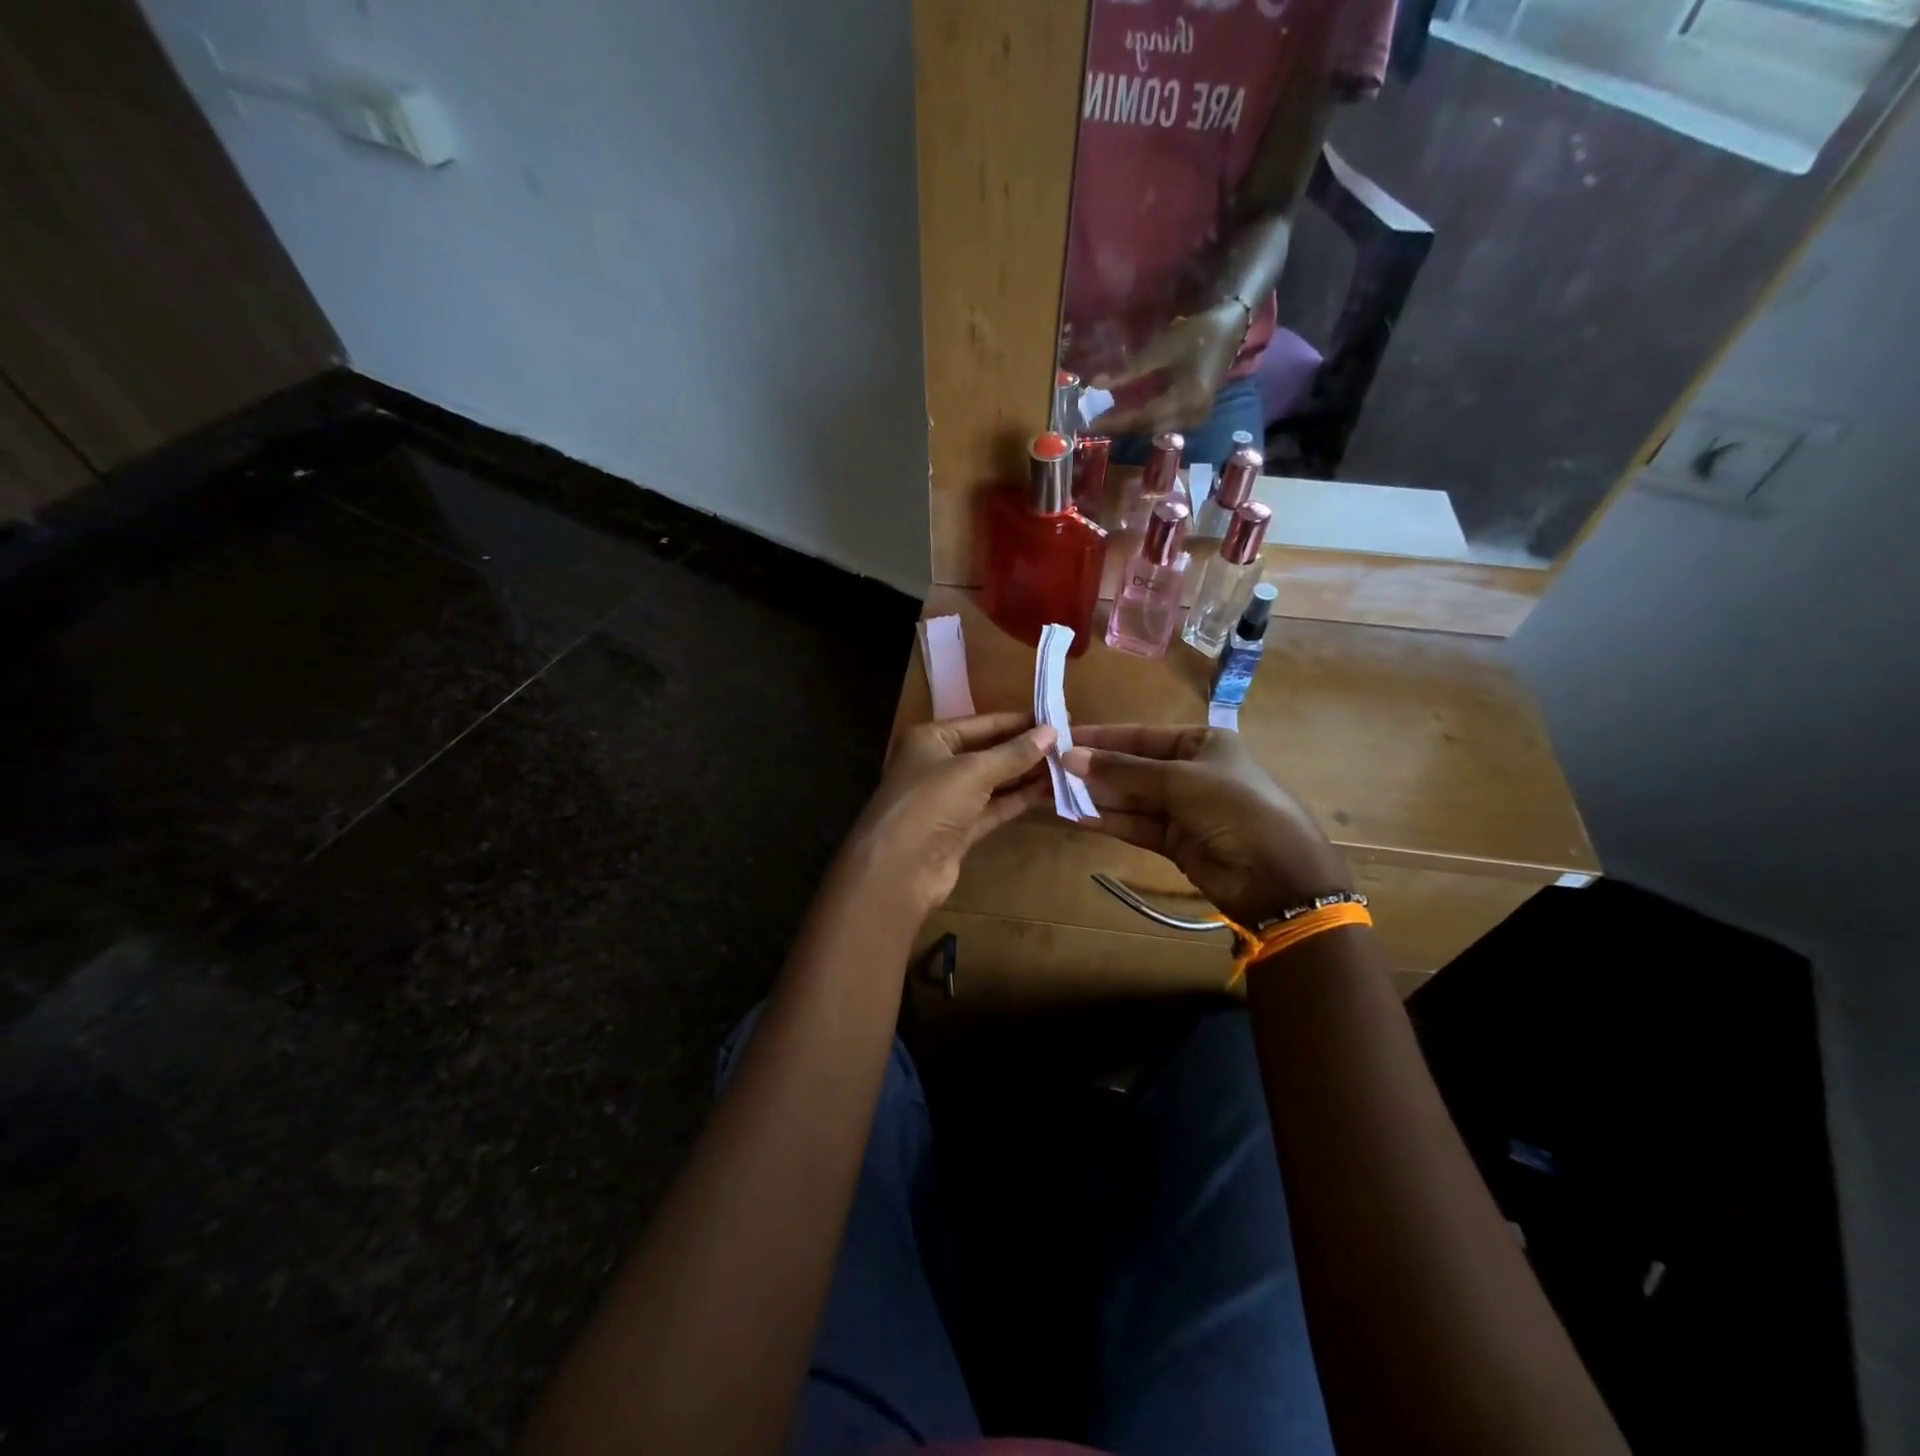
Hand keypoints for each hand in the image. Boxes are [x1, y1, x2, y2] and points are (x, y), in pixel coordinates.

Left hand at [845, 712, 1056, 915]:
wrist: (899, 868)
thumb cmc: (930, 803)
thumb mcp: (974, 771)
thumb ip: (1013, 753)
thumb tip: (1051, 732)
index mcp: (931, 739)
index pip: (982, 723)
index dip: (1019, 721)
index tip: (1056, 718)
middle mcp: (938, 765)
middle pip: (989, 751)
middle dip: (1025, 749)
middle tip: (1068, 744)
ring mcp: (948, 799)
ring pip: (994, 781)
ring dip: (1026, 775)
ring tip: (1066, 767)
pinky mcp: (959, 829)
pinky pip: (993, 807)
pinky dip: (1017, 800)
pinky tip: (1048, 792)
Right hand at [1061, 724, 1349, 925]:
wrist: (1277, 875)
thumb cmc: (1235, 807)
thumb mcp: (1180, 780)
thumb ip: (1123, 770)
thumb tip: (1069, 757)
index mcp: (1201, 743)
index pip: (1141, 736)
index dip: (1101, 738)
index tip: (1061, 739)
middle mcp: (1189, 772)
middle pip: (1131, 767)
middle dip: (1093, 769)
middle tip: (1048, 769)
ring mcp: (1181, 808)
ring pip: (1129, 797)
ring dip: (1094, 795)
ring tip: (1052, 792)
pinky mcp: (1173, 841)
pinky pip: (1133, 825)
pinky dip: (1106, 820)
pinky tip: (1074, 815)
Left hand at [1091, 298, 1251, 435]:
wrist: (1232, 326)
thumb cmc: (1198, 332)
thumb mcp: (1161, 349)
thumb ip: (1129, 371)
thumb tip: (1096, 385)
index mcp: (1186, 399)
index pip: (1142, 417)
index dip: (1114, 420)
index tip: (1089, 423)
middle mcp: (1191, 416)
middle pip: (1146, 428)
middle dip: (1119, 426)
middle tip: (1092, 422)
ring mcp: (1194, 418)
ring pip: (1153, 429)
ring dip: (1129, 425)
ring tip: (1105, 420)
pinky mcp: (1193, 415)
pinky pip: (1162, 424)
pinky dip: (1143, 420)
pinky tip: (1126, 414)